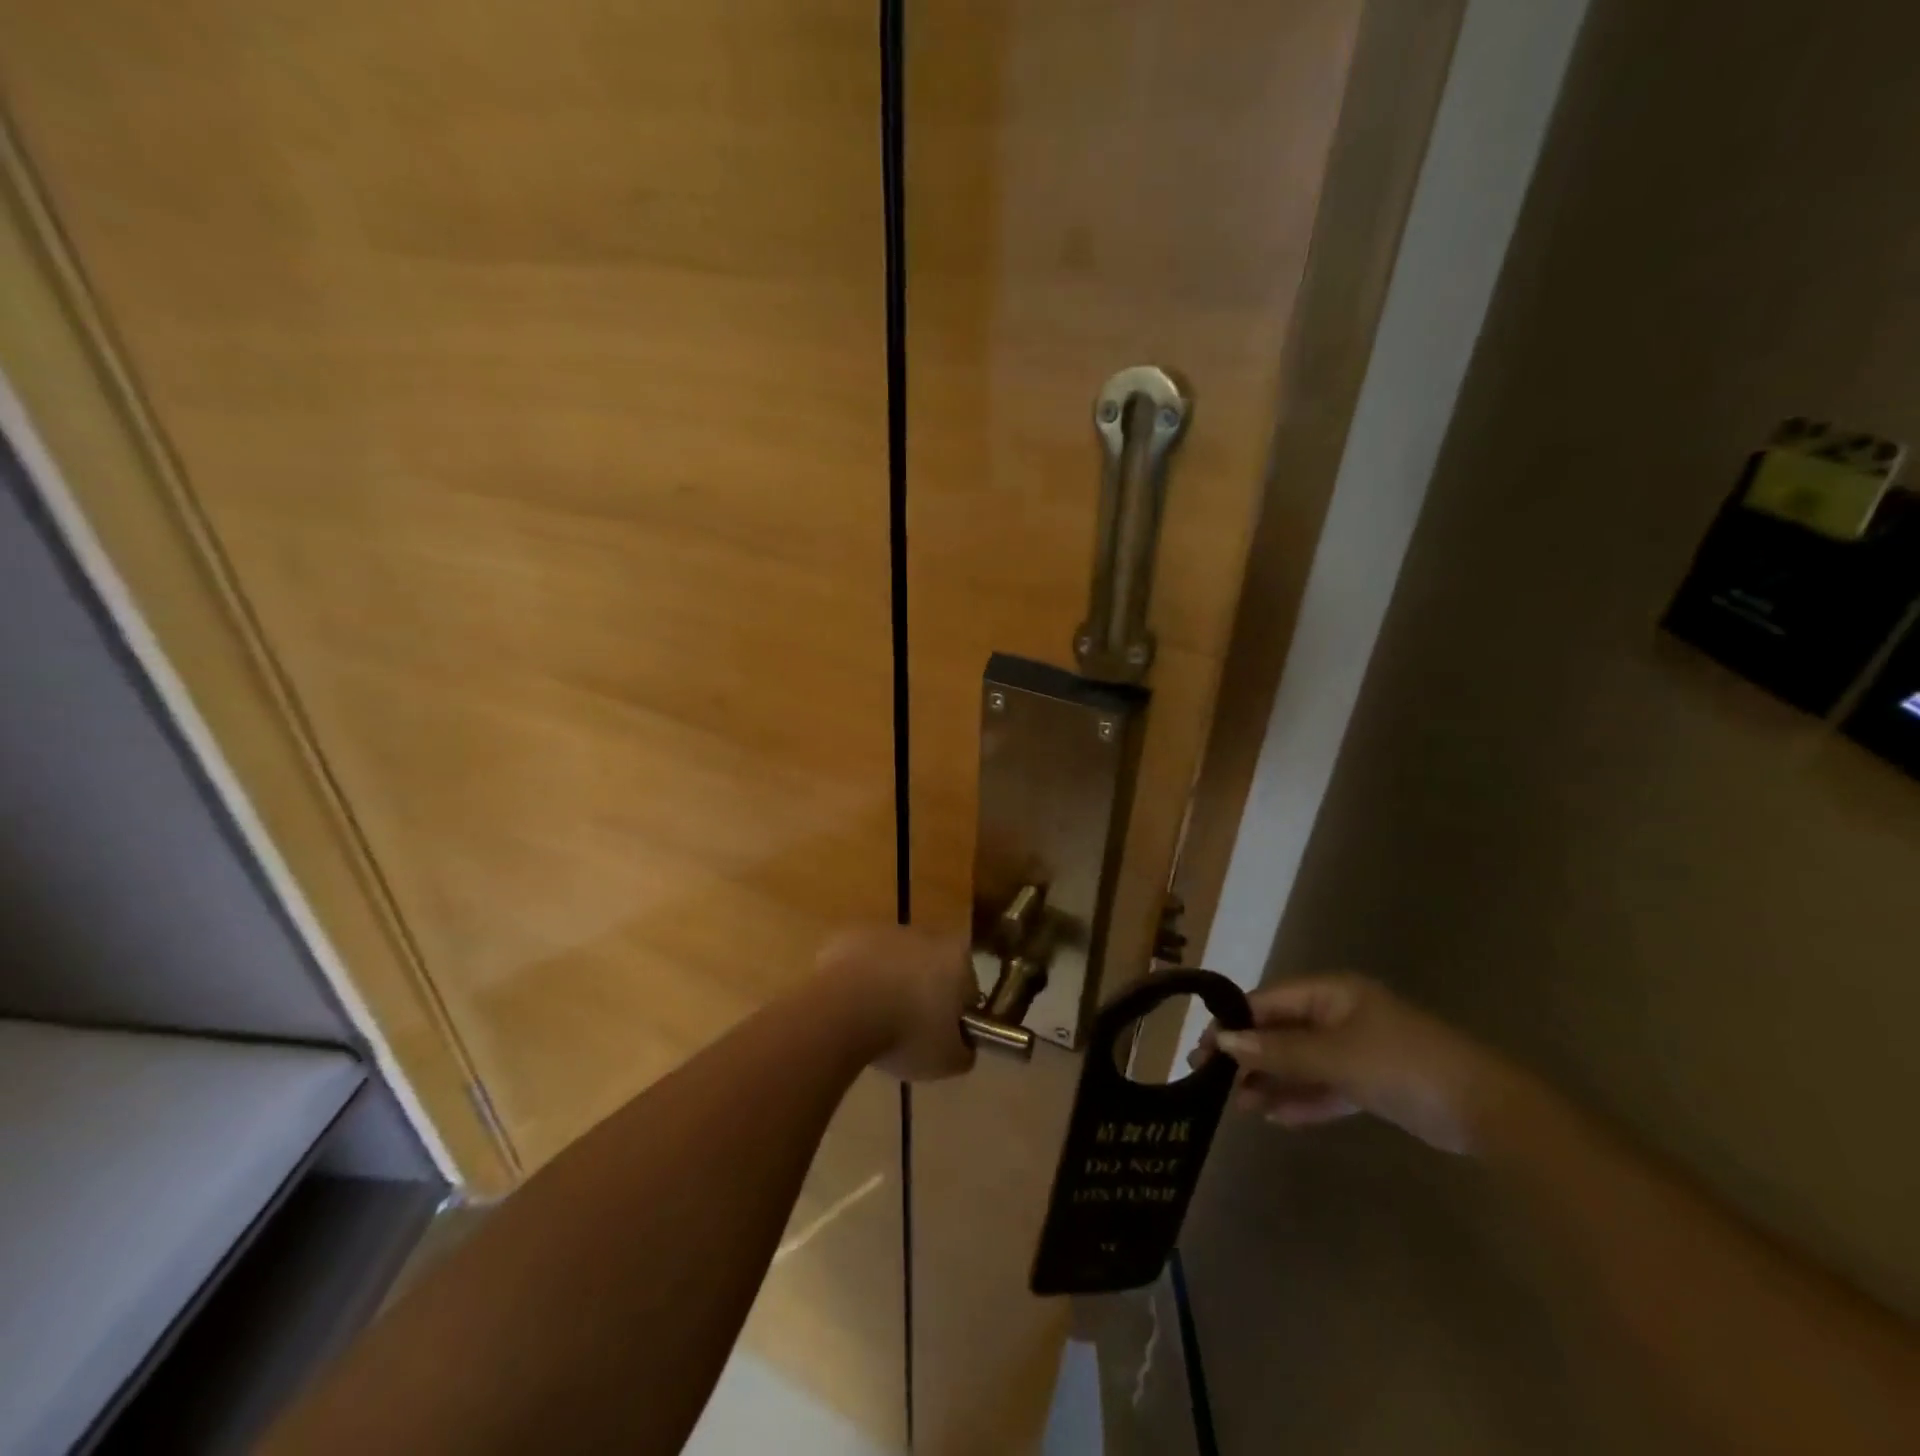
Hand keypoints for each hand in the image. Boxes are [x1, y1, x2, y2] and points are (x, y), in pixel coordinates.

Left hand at [815, 925, 977, 1081]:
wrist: (841, 1010)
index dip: (957, 1015)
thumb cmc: (905, 1034)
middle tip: (908, 1032)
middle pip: (931, 968)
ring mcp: (885, 931)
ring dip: (889, 984)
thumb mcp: (947, 1061)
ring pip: (894, 962)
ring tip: (873, 1022)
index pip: (968, 987)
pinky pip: (862, 961)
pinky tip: (849, 1007)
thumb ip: (963, 1051)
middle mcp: (926, 935)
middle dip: (922, 994)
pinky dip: (858, 980)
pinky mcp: (849, 934)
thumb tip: (962, 1046)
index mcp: (957, 958)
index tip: (941, 1038)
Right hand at [1191, 973, 1511, 1154]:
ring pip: (1301, 1062)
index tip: (1203, 1049)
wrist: (1487, 1111)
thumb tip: (1224, 1044)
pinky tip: (1274, 1116)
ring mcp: (1357, 1050)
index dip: (1234, 1023)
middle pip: (1281, 1032)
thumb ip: (1278, 1052)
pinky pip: (1325, 1086)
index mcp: (1331, 993)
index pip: (1267, 1001)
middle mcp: (1340, 1015)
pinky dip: (1302, 1099)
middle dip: (1249, 1056)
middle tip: (1212, 1080)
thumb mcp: (1334, 1056)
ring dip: (1271, 1082)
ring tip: (1238, 1106)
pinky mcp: (1372, 1083)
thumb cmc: (1403, 1065)